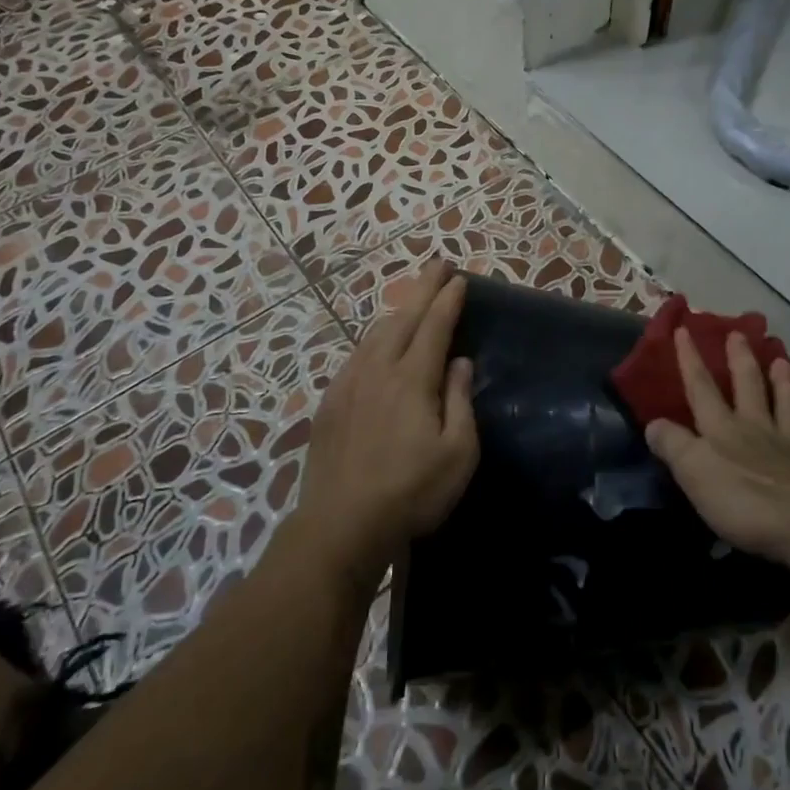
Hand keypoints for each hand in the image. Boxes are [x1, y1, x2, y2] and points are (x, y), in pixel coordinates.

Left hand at [295, 261, 479, 576]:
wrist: (341, 524)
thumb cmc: (411, 492)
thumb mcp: (458, 453)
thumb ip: (460, 401)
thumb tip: (459, 362)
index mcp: (412, 379)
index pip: (434, 327)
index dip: (447, 300)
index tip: (458, 278)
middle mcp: (378, 370)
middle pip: (403, 318)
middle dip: (422, 289)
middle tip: (437, 266)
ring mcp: (348, 384)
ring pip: (375, 334)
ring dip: (397, 311)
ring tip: (411, 300)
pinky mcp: (330, 403)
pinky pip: (355, 355)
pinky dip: (373, 338)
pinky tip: (376, 344)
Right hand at [644, 329, 789, 564]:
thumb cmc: (741, 499)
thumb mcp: (692, 471)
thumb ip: (673, 445)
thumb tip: (653, 423)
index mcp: (723, 429)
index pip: (701, 388)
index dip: (690, 360)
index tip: (685, 330)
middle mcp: (757, 430)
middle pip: (748, 388)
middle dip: (740, 360)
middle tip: (739, 334)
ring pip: (786, 408)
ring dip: (784, 385)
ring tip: (783, 362)